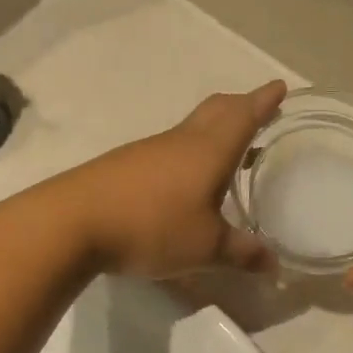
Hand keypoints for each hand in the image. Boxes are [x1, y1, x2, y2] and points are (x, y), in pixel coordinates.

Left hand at [65, 82, 287, 277]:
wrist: (72, 222)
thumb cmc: (152, 226)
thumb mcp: (205, 248)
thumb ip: (242, 254)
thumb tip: (274, 265)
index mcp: (209, 150)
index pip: (244, 116)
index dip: (264, 101)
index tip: (279, 86)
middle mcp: (181, 141)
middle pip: (216, 110)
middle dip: (240, 106)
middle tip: (258, 111)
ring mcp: (150, 150)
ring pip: (192, 128)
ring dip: (215, 130)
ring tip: (229, 151)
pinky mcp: (126, 165)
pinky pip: (170, 148)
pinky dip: (190, 151)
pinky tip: (187, 179)